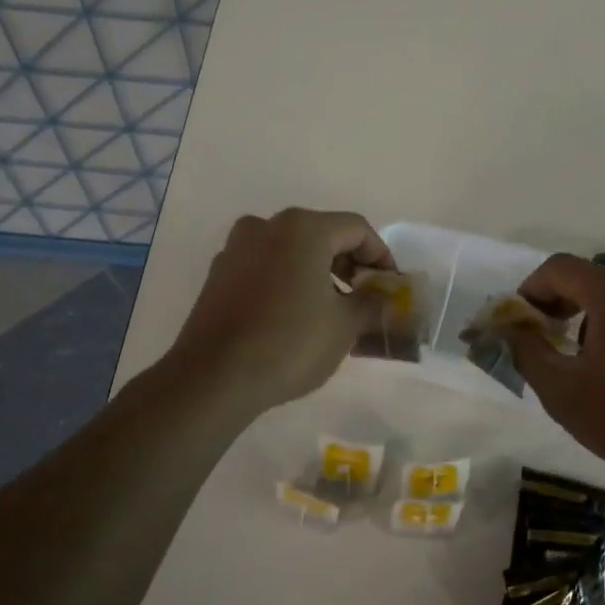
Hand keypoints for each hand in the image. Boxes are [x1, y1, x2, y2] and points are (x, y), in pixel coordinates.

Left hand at [170, 208, 394, 414]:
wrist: (214, 378)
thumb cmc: (290, 343)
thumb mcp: (345, 325)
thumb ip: (371, 302)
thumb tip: (385, 296)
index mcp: (303, 228)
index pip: (356, 229)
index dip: (381, 256)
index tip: (390, 286)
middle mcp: (267, 226)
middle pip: (322, 234)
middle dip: (348, 264)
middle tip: (364, 297)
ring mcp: (237, 248)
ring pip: (291, 250)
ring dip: (317, 273)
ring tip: (331, 309)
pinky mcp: (218, 274)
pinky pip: (265, 267)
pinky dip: (287, 281)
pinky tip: (294, 315)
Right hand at [505, 254, 604, 486]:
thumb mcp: (562, 391)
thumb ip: (526, 350)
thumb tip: (509, 327)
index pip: (558, 268)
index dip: (531, 290)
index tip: (522, 324)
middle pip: (593, 278)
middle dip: (564, 304)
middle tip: (551, 341)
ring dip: (599, 314)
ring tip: (595, 358)